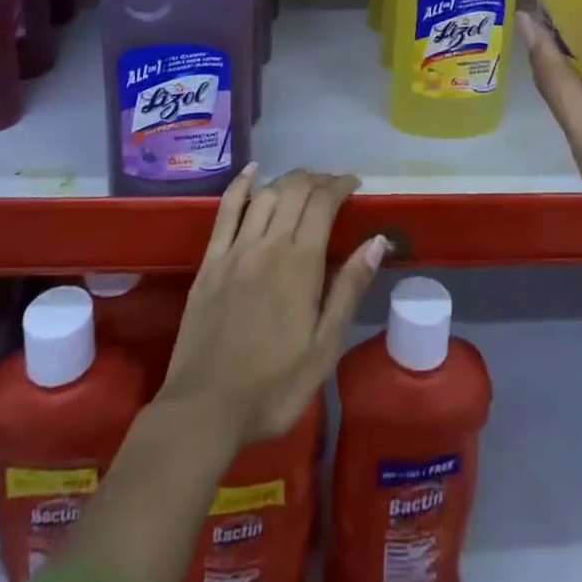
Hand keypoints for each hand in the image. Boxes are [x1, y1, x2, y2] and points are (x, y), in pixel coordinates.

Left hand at [157, 166, 386, 447]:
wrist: (204, 410)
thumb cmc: (273, 387)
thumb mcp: (324, 348)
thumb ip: (349, 289)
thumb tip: (377, 241)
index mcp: (300, 264)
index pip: (323, 203)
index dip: (340, 185)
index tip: (354, 185)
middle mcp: (268, 244)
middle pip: (294, 190)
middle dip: (317, 179)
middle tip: (332, 186)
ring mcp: (235, 249)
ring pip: (265, 194)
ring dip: (287, 180)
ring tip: (303, 183)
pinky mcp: (210, 261)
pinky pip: (225, 210)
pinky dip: (241, 185)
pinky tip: (252, 171)